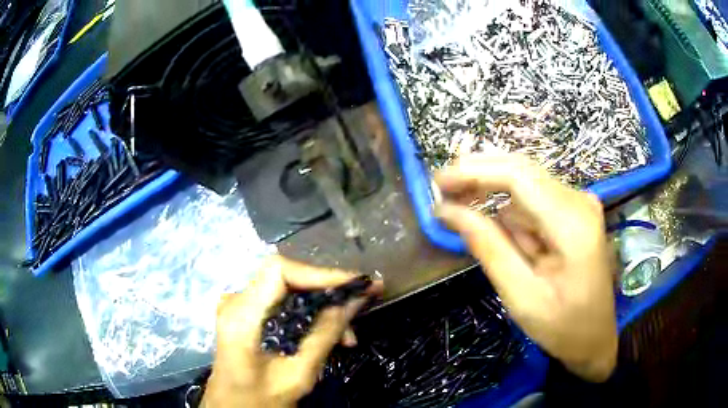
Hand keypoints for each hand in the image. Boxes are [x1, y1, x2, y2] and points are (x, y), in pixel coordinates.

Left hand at [202, 256, 382, 407]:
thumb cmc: (260, 400)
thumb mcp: (297, 374)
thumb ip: (324, 335)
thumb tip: (355, 301)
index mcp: (241, 317)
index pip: (278, 271)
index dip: (318, 272)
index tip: (355, 284)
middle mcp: (235, 302)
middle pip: (286, 277)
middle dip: (327, 289)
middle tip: (364, 300)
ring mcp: (238, 306)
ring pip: (288, 288)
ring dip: (321, 305)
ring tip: (349, 334)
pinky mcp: (246, 313)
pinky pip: (282, 302)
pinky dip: (308, 313)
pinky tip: (329, 333)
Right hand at [434, 152, 617, 381]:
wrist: (595, 338)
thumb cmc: (562, 327)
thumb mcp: (521, 297)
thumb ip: (488, 248)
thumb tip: (448, 211)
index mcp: (572, 225)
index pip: (520, 176)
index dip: (475, 171)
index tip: (438, 182)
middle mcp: (579, 202)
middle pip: (522, 170)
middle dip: (479, 177)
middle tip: (442, 192)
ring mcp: (579, 204)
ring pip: (525, 187)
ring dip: (495, 202)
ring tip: (477, 229)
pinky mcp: (574, 212)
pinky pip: (533, 203)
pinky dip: (512, 217)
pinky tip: (512, 245)